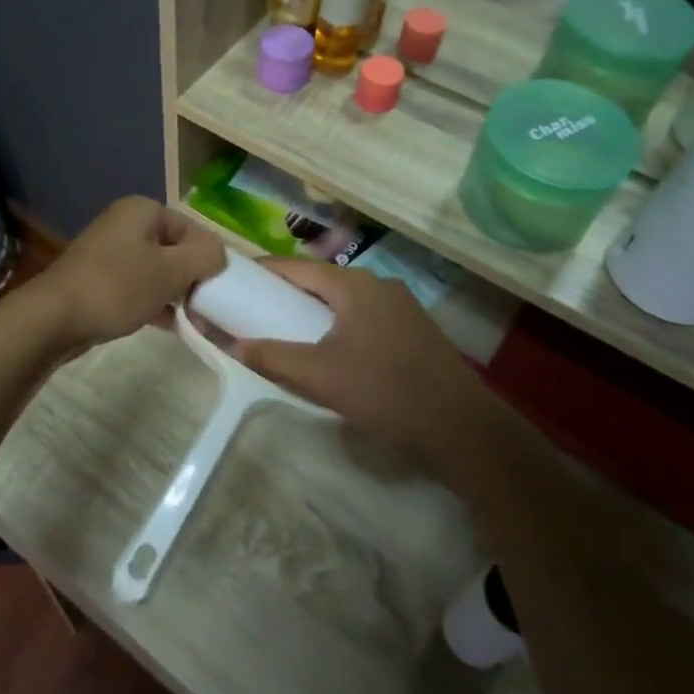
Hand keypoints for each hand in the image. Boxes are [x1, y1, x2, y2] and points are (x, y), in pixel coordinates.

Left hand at [30, 196, 225, 350]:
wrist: (53, 318)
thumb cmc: (117, 287)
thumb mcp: (170, 270)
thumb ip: (205, 256)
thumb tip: (218, 254)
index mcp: (142, 210)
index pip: (193, 228)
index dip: (209, 259)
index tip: (217, 291)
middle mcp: (125, 223)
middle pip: (175, 249)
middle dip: (193, 279)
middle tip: (206, 310)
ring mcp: (109, 252)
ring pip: (156, 271)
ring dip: (176, 295)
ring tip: (192, 323)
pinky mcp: (99, 280)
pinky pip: (137, 287)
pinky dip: (154, 302)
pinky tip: (169, 326)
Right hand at [230, 259, 485, 470]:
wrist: (460, 426)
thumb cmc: (384, 391)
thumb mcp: (318, 376)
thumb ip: (272, 356)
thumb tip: (234, 345)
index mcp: (353, 285)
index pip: (295, 266)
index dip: (262, 272)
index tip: (233, 280)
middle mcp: (378, 283)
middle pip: (320, 280)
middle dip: (286, 291)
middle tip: (254, 308)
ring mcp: (401, 305)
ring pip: (344, 298)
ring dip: (314, 309)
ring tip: (286, 329)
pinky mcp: (414, 328)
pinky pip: (364, 314)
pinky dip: (338, 322)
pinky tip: (331, 348)